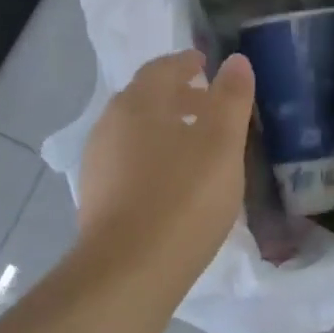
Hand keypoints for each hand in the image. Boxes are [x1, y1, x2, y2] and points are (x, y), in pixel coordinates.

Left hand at [76, 49, 255, 282]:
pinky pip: (129, 163)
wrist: (129, 271)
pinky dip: (154, 157)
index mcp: (136, 104)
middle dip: (177, 96)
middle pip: (145, 99)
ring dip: (165, 128)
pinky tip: (174, 181)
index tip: (205, 63)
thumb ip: (230, 98)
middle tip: (208, 103)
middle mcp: (109, 126)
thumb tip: (236, 61)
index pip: (160, 69)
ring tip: (196, 144)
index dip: (185, 63)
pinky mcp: (97, 199)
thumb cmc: (183, 198)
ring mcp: (98, 164)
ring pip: (136, 133)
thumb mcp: (221, 144)